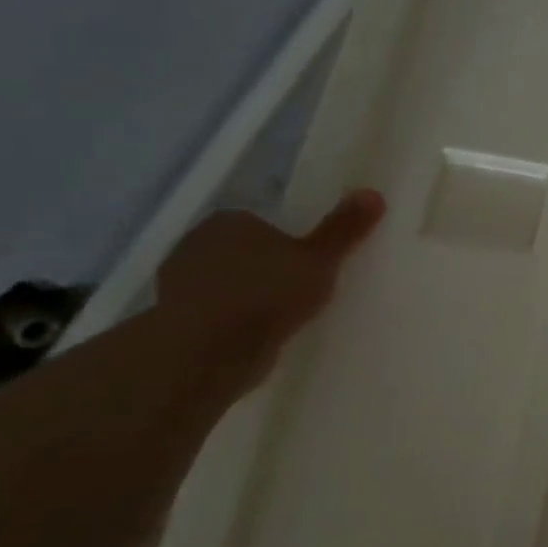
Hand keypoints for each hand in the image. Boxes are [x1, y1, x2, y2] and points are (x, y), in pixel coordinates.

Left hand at [155, 190, 386, 394]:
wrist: (205, 353)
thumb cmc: (266, 294)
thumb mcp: (320, 260)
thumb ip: (344, 229)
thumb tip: (374, 193)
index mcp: (230, 220)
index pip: (263, 222)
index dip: (288, 240)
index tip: (310, 262)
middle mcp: (196, 243)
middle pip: (243, 250)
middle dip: (266, 267)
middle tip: (301, 288)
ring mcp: (178, 283)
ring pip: (227, 282)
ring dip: (247, 295)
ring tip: (282, 316)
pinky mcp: (173, 319)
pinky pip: (214, 312)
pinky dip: (232, 320)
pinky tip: (256, 335)